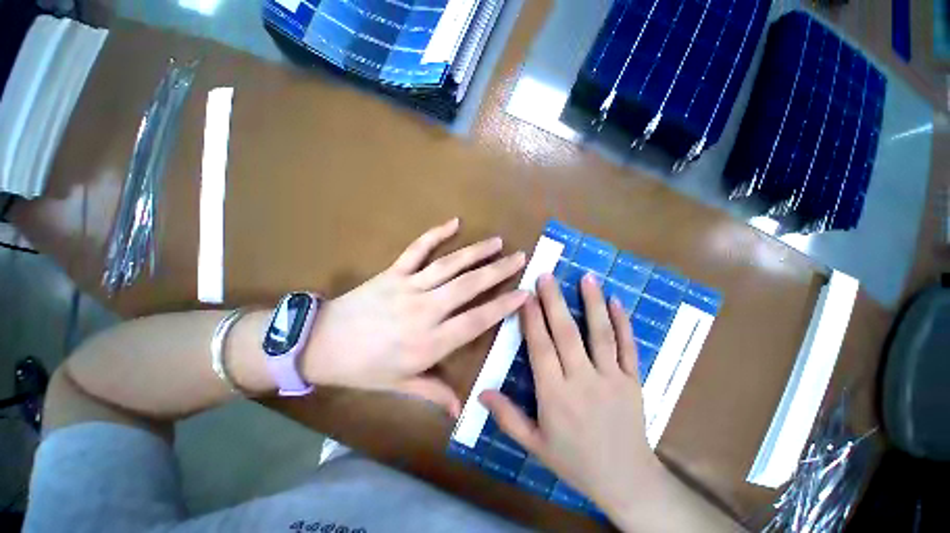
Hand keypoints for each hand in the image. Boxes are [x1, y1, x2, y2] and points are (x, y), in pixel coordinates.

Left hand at [302, 218, 527, 416]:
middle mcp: (425, 310)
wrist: (320, 344)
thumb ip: (433, 394)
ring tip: (498, 242)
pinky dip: (435, 234)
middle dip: (498, 271)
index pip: (476, 320)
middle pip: (469, 287)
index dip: (503, 306)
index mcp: (429, 342)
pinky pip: (417, 249)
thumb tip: (461, 411)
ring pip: (450, 265)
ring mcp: (409, 287)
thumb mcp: (399, 386)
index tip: (523, 294)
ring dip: (476, 252)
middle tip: (520, 257)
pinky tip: (454, 222)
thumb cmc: (362, 368)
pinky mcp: (393, 272)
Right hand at [480, 273, 661, 516]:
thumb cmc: (575, 462)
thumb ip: (507, 418)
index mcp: (555, 395)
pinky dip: (623, 323)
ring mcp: (611, 378)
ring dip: (592, 303)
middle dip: (554, 301)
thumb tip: (481, 393)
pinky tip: (617, 301)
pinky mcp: (632, 380)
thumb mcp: (535, 445)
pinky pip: (628, 347)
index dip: (531, 319)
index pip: (540, 348)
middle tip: (547, 275)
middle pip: (566, 334)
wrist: (626, 480)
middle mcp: (582, 380)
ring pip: (600, 334)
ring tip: (586, 277)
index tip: (525, 295)